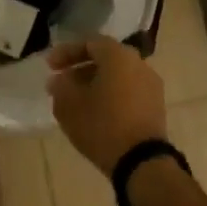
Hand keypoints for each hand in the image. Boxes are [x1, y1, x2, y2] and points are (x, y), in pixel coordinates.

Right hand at [46, 35, 166, 173]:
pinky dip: (111, 95)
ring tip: (78, 100)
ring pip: (118, 75)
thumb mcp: (70, 106)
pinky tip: (97, 112)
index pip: (90, 43)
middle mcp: (138, 63)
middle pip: (106, 58)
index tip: (50, 66)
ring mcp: (151, 84)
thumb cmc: (102, 126)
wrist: (142, 163)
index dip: (67, 52)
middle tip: (63, 82)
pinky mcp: (156, 105)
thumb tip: (59, 79)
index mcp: (118, 55)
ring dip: (96, 83)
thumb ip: (60, 86)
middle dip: (81, 68)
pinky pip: (129, 90)